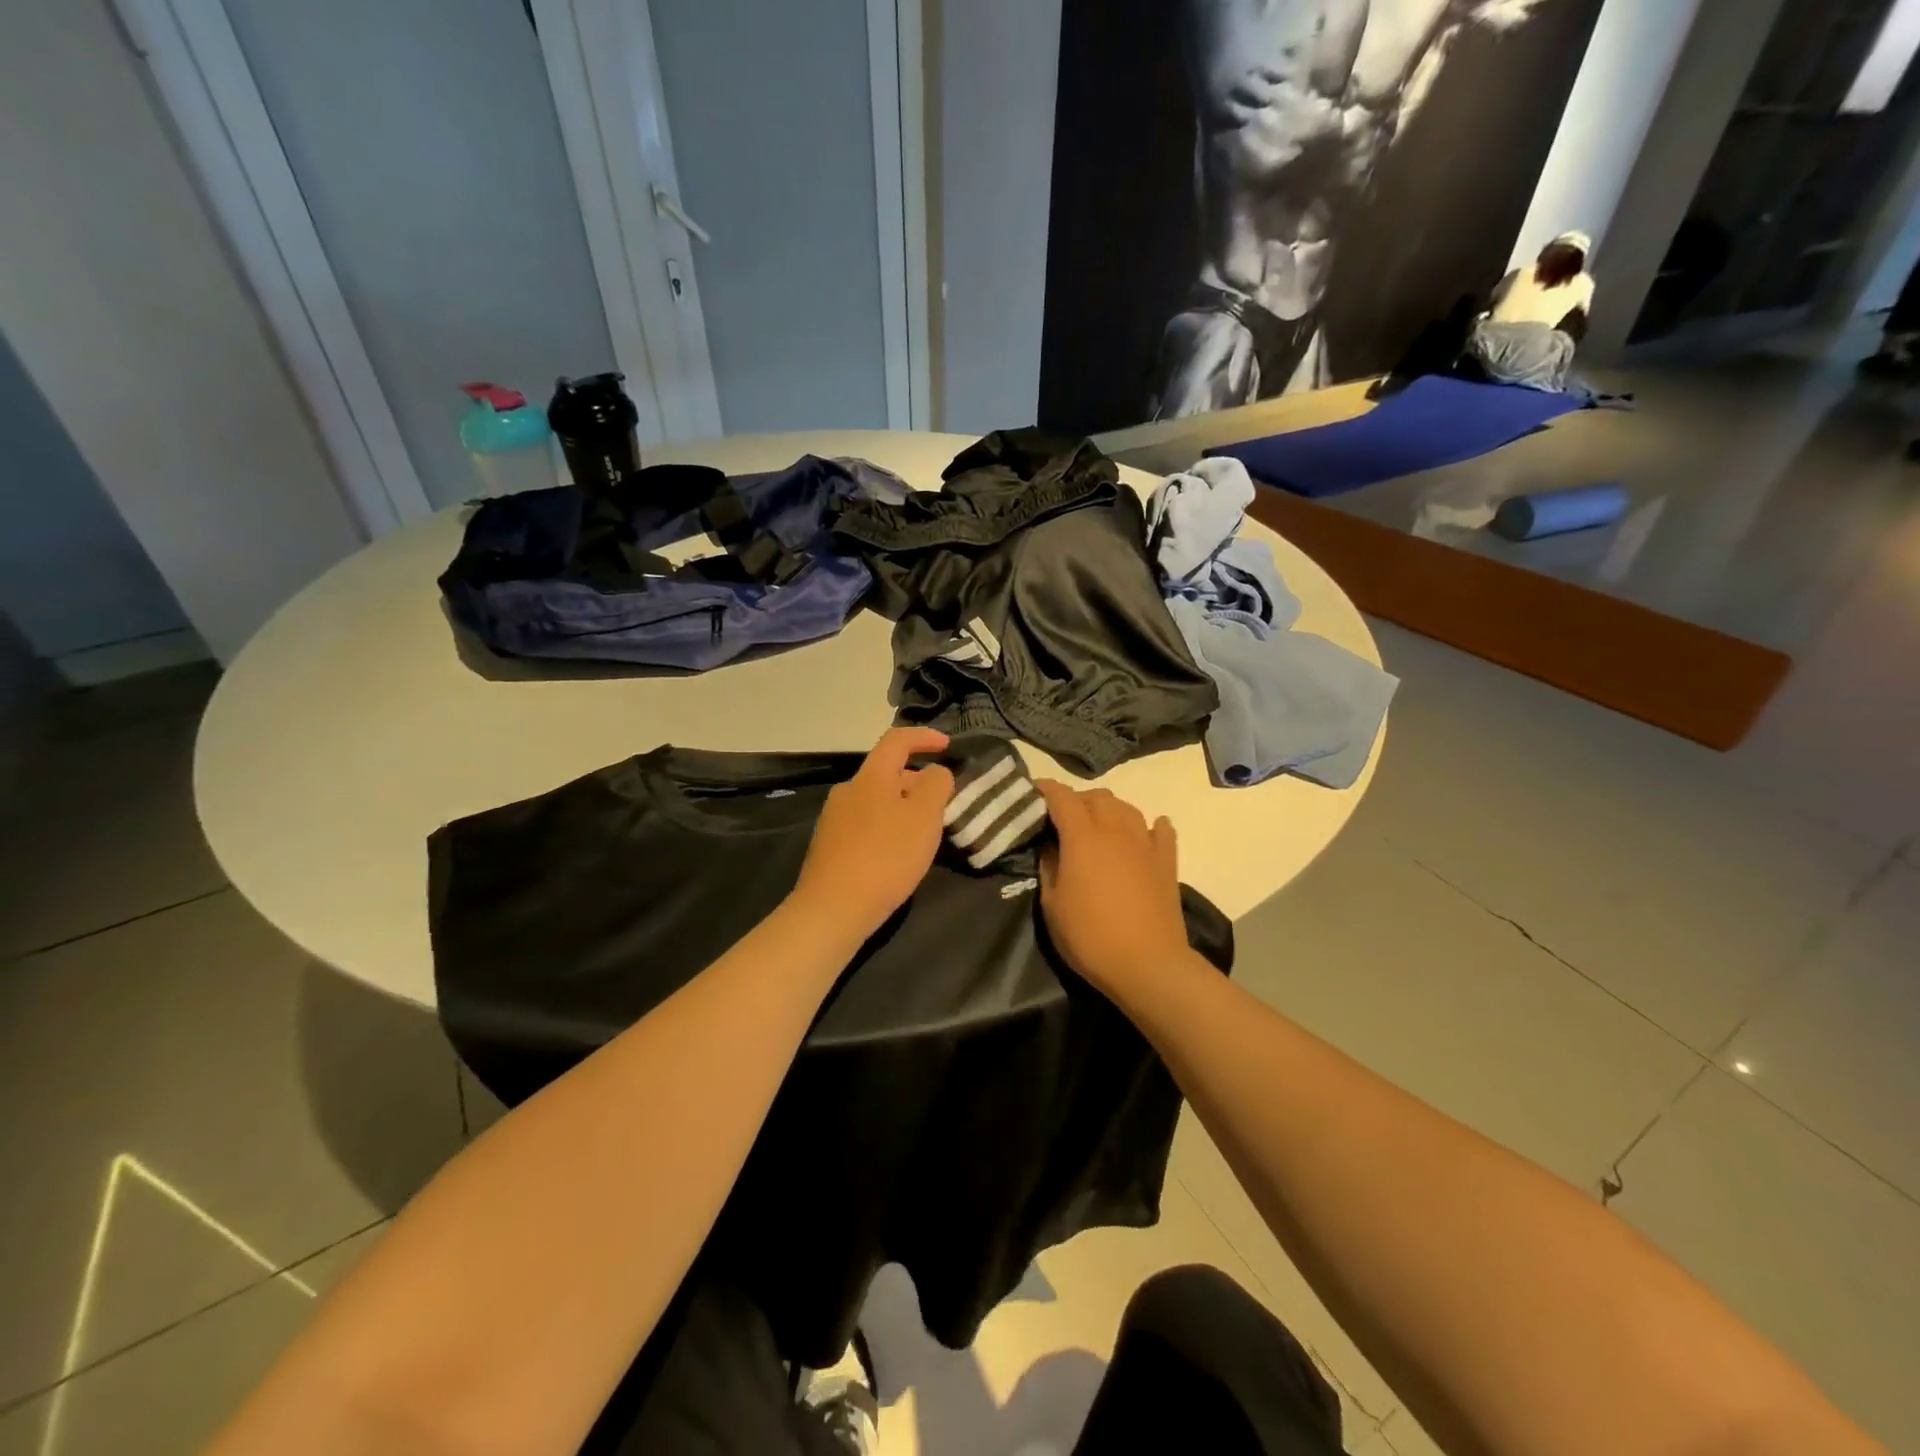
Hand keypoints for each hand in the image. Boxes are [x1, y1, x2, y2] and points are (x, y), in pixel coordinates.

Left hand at [789, 727, 954, 942]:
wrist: (832, 909)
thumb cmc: (886, 857)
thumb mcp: (925, 817)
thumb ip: (936, 785)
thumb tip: (935, 772)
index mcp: (871, 776)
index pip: (897, 740)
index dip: (924, 737)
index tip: (947, 747)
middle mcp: (848, 790)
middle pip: (887, 772)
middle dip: (917, 780)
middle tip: (942, 803)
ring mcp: (834, 819)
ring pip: (876, 800)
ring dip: (902, 807)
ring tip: (923, 832)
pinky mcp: (829, 846)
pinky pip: (865, 824)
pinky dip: (886, 827)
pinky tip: (896, 855)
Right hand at [1036, 782, 1190, 997]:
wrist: (1148, 965)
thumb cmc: (1090, 938)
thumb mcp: (1052, 906)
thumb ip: (1049, 867)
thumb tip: (1052, 846)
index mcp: (1083, 837)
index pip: (1062, 798)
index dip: (1046, 790)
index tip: (1034, 792)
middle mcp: (1116, 830)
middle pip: (1097, 797)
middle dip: (1077, 800)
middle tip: (1063, 819)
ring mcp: (1145, 843)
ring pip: (1126, 807)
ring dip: (1108, 809)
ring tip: (1098, 826)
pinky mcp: (1167, 861)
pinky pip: (1160, 830)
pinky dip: (1149, 826)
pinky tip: (1144, 833)